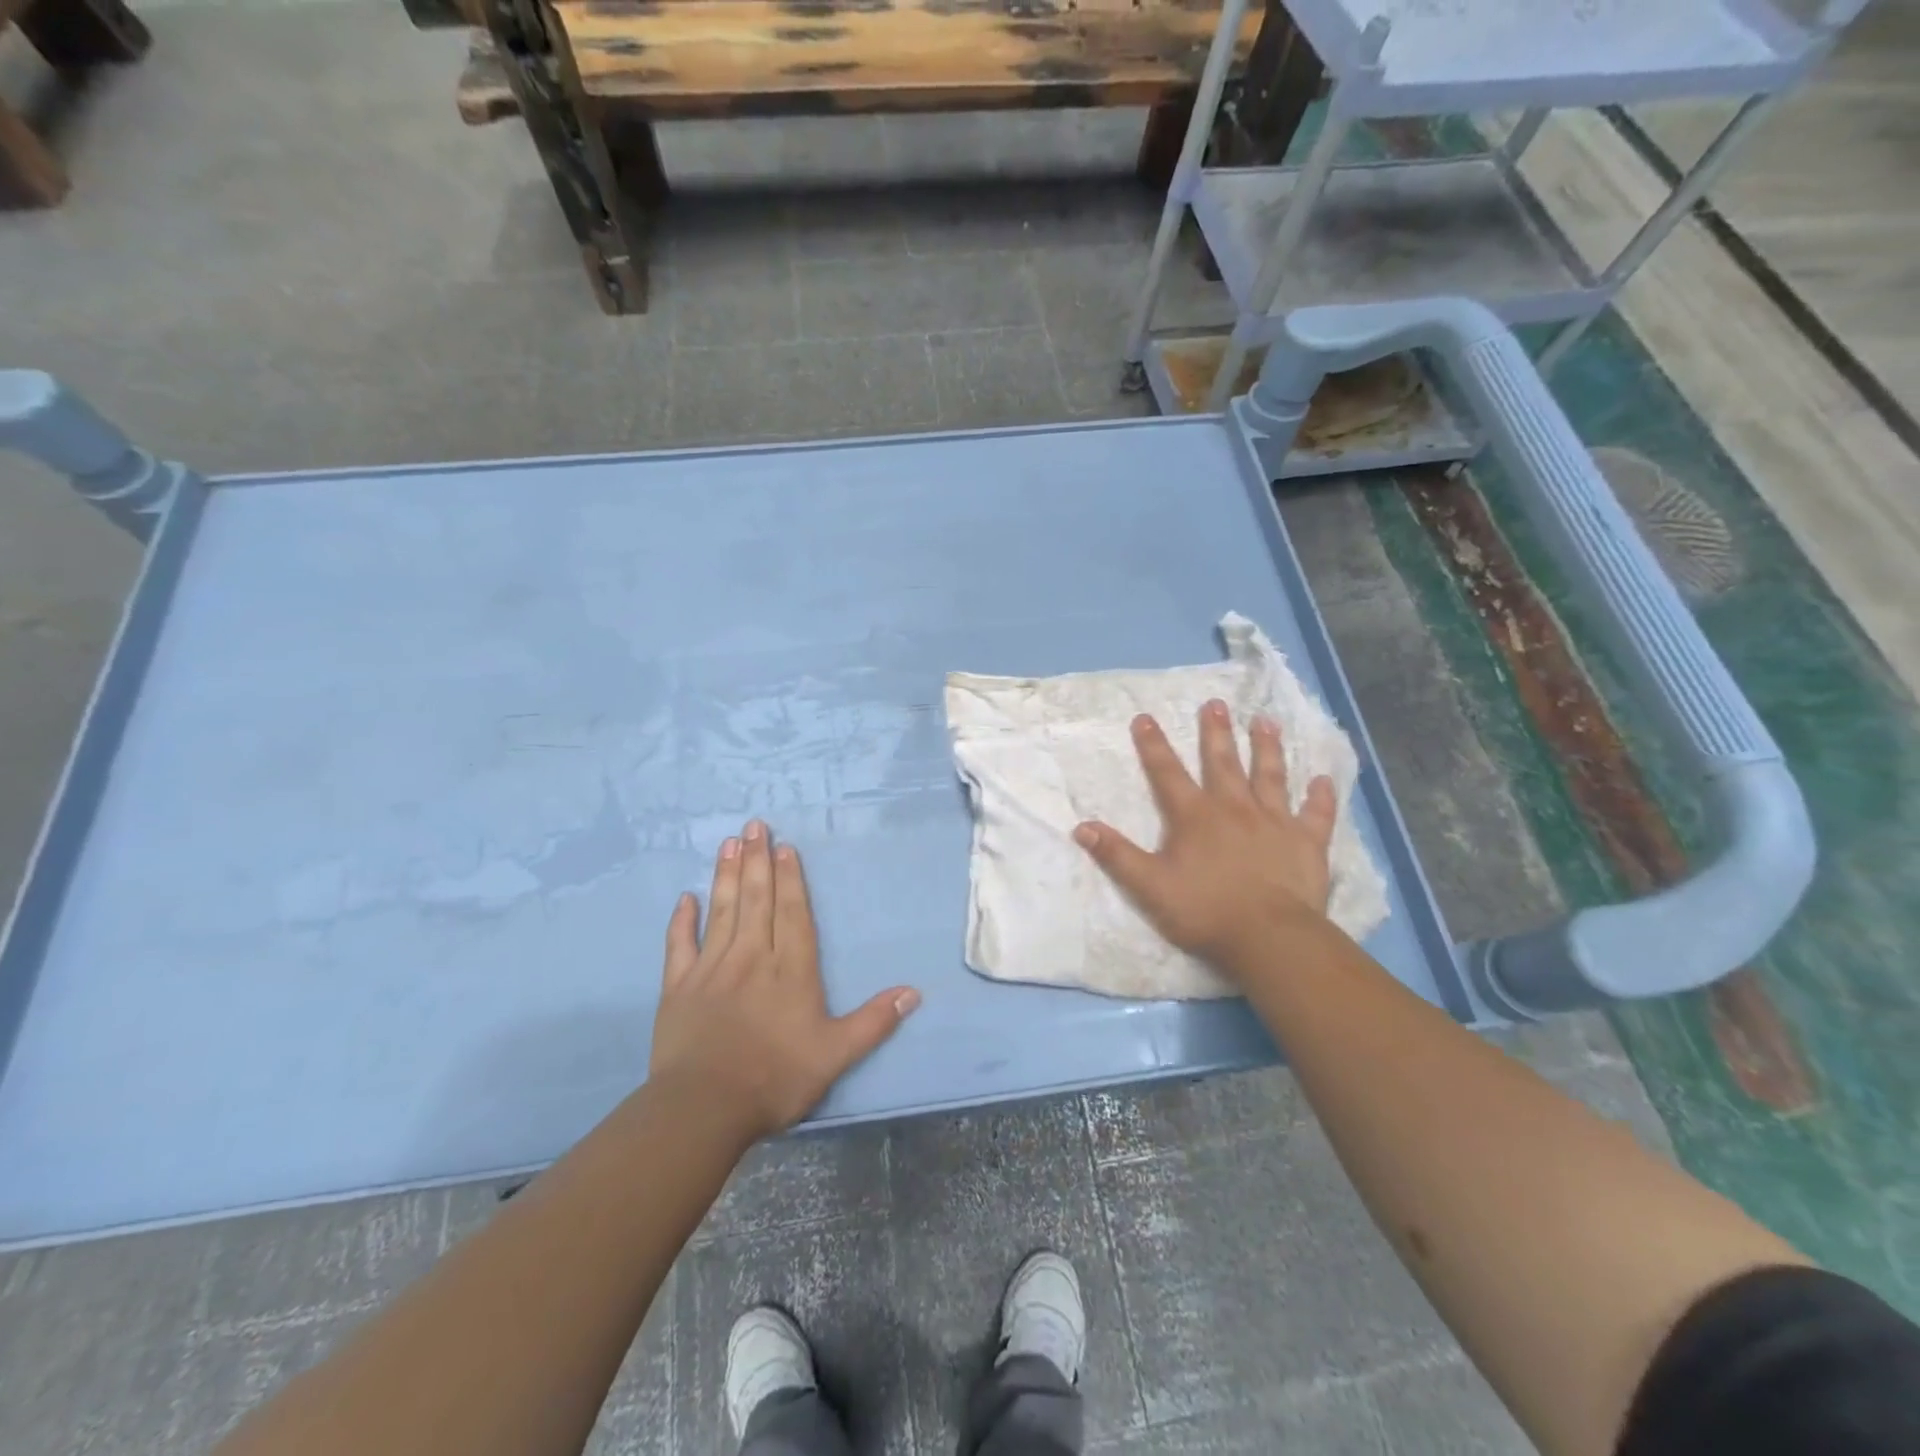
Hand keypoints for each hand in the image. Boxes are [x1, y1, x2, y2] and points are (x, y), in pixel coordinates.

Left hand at [648, 821, 919, 1141]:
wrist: (704, 1107)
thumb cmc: (775, 1078)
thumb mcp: (836, 1054)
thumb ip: (874, 1021)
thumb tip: (914, 992)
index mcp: (790, 969)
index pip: (792, 913)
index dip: (789, 879)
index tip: (784, 848)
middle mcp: (752, 957)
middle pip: (756, 900)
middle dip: (757, 860)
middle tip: (754, 826)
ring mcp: (712, 969)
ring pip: (722, 911)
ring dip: (726, 875)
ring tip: (729, 843)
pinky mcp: (678, 987)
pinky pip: (679, 946)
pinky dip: (682, 921)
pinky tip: (685, 898)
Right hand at [1074, 700, 1338, 975]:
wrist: (1269, 937)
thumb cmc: (1205, 911)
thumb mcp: (1150, 886)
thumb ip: (1117, 855)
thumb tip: (1082, 827)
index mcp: (1195, 817)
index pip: (1167, 773)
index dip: (1153, 745)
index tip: (1144, 717)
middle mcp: (1235, 809)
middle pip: (1223, 763)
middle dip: (1216, 733)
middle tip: (1215, 704)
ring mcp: (1275, 822)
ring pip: (1270, 776)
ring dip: (1267, 748)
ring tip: (1265, 721)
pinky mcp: (1307, 843)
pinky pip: (1316, 814)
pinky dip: (1320, 797)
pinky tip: (1323, 779)